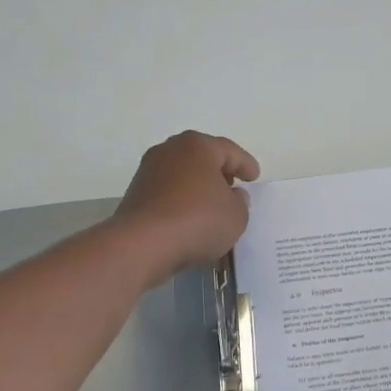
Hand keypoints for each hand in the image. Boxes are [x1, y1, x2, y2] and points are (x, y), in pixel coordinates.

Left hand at [113, 131, 260, 284]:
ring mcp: (149, 170)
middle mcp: (171, 150)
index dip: (245, 164)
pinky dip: (181, 200)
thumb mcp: (236, 215)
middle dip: (219, 171)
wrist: (143, 244)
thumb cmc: (198, 220)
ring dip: (198, 186)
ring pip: (183, 174)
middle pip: (202, 157)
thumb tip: (232, 195)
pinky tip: (190, 217)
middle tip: (233, 185)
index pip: (229, 151)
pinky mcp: (136, 193)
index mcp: (198, 146)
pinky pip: (168, 192)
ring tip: (211, 205)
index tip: (254, 177)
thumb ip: (240, 202)